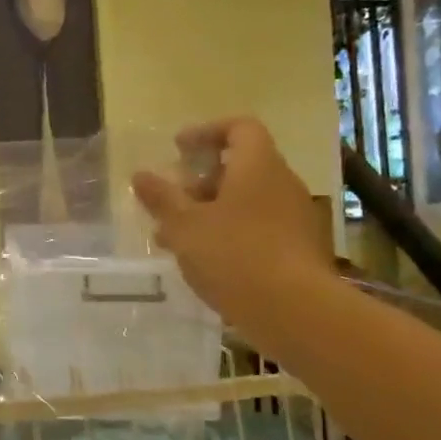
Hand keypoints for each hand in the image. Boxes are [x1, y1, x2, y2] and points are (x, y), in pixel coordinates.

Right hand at [131, 118, 336, 331]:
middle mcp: (283, 183)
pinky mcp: (299, 249)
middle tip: (172, 201)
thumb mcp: (184, 226)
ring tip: (176, 238)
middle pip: (241, 166)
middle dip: (201, 181)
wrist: (295, 312)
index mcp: (258, 165)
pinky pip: (259, 227)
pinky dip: (230, 234)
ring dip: (211, 212)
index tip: (178, 149)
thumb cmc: (234, 255)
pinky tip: (205, 262)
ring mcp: (295, 217)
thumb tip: (141, 175)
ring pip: (247, 202)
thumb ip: (161, 198)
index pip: (239, 127)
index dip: (207, 132)